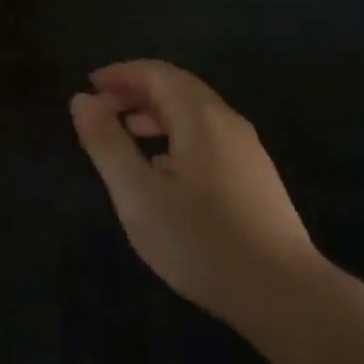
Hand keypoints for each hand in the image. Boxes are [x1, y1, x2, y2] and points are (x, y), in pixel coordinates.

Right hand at [70, 60, 325, 332]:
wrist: (280, 290)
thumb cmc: (199, 241)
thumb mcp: (138, 194)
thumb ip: (107, 144)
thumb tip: (82, 100)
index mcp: (201, 118)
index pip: (158, 74)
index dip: (122, 73)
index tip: (90, 85)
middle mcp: (229, 123)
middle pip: (180, 88)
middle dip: (138, 91)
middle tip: (103, 108)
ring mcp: (248, 150)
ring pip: (197, 115)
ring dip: (159, 114)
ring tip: (129, 132)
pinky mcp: (256, 176)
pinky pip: (210, 138)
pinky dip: (179, 136)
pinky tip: (165, 168)